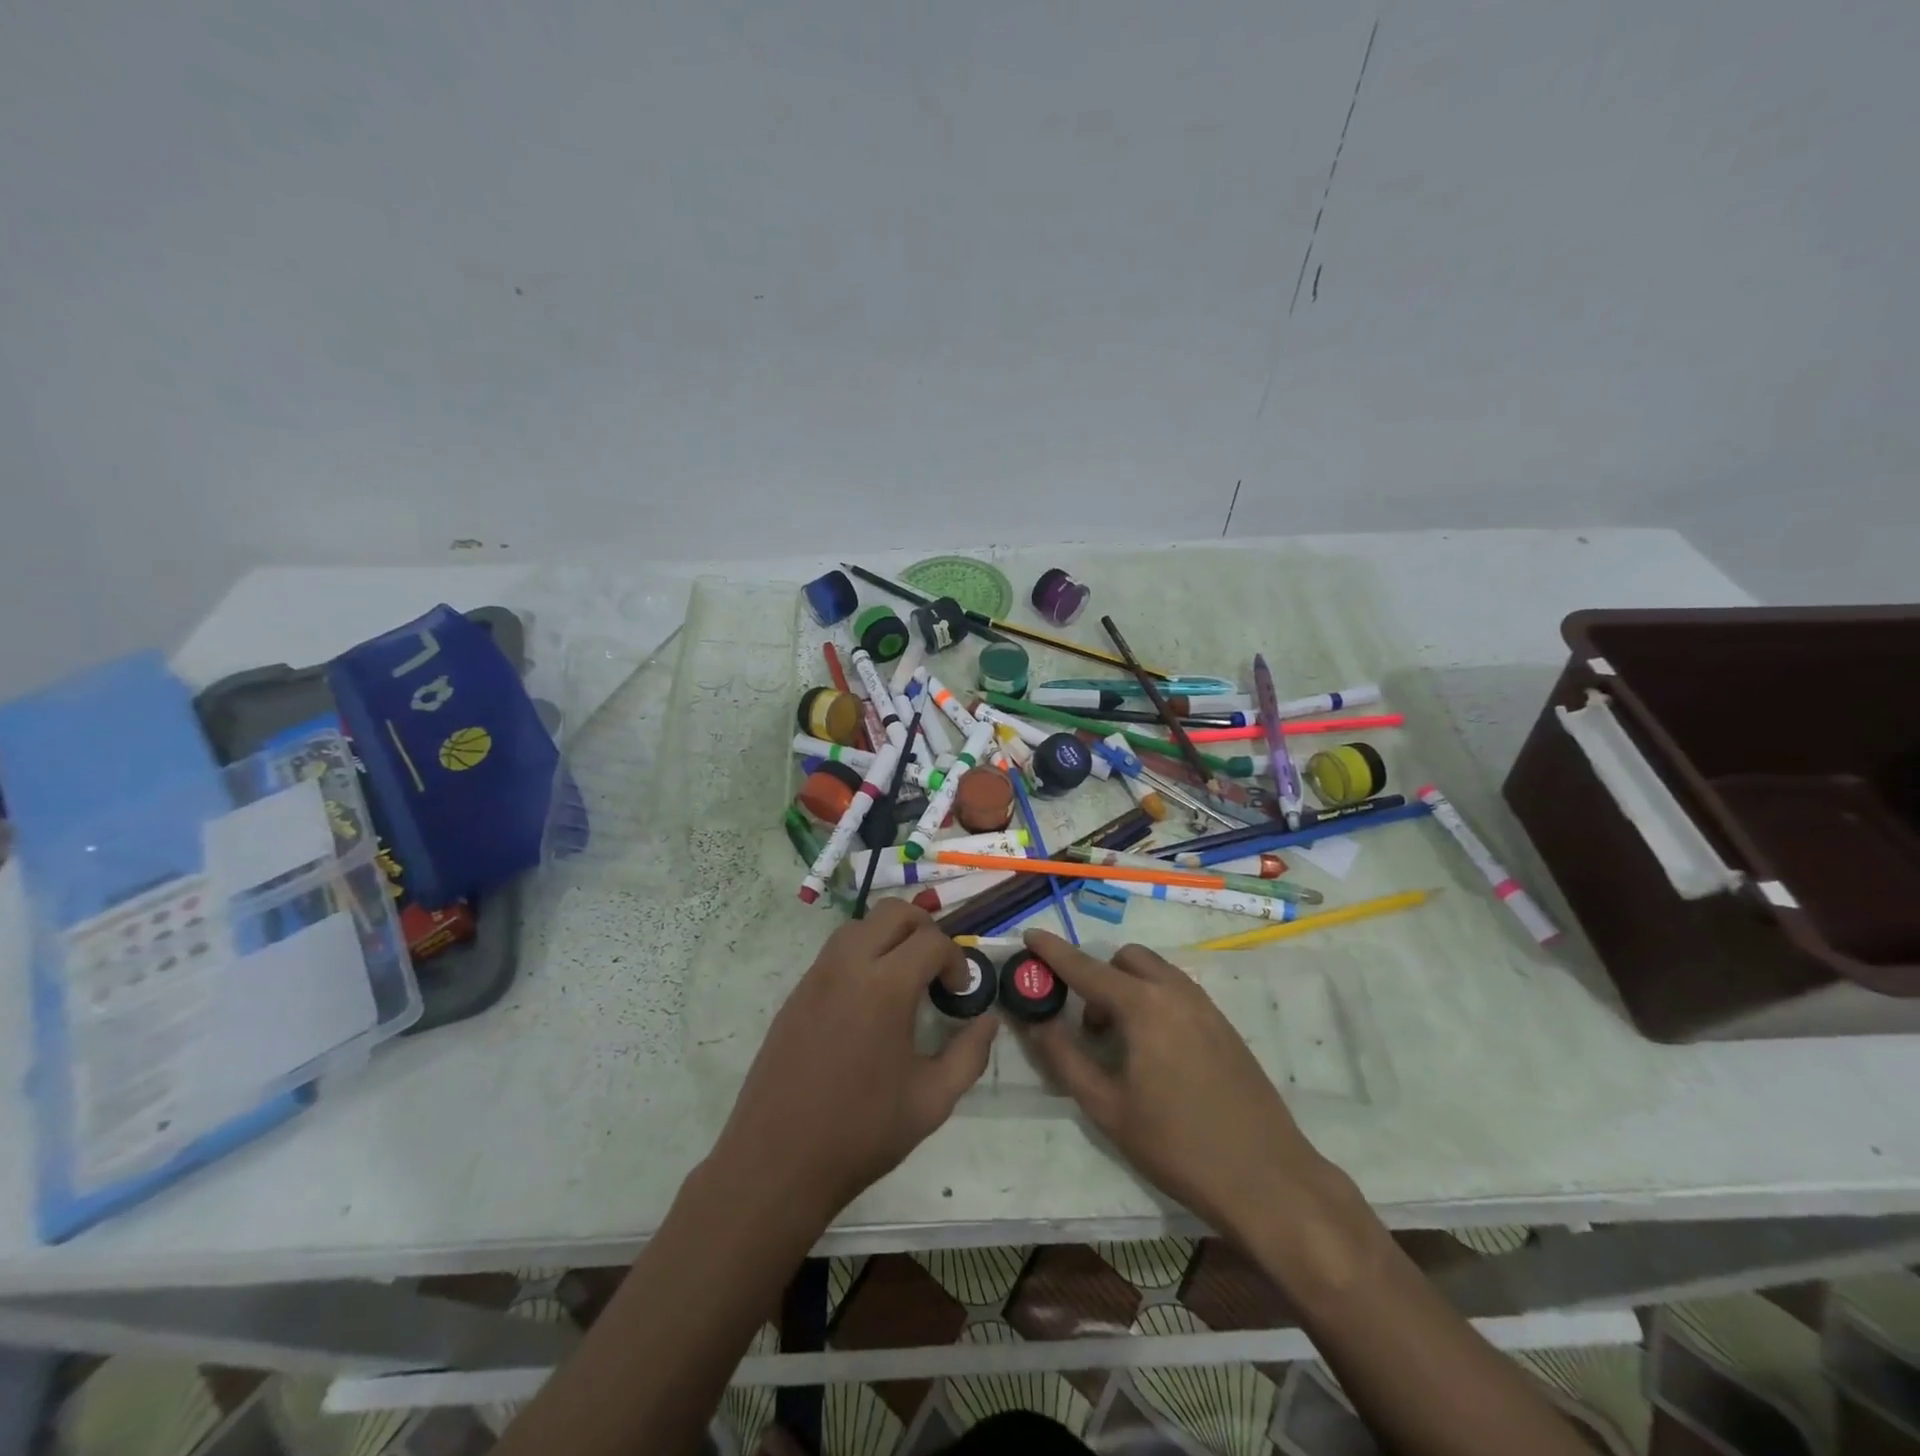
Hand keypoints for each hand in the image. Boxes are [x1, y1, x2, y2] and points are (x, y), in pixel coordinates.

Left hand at [708, 901, 996, 1225]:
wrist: (777, 1162)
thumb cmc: (861, 1132)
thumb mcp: (932, 1100)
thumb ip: (969, 1054)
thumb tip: (987, 1020)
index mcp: (885, 986)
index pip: (932, 940)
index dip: (956, 959)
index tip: (959, 993)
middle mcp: (848, 966)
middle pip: (893, 912)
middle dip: (924, 929)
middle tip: (935, 969)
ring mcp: (816, 976)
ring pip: (859, 924)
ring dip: (889, 937)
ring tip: (902, 980)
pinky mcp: (796, 993)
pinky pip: (835, 951)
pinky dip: (861, 955)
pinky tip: (868, 1002)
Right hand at [1016, 930, 1326, 1240]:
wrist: (1267, 1179)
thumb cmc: (1178, 1145)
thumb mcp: (1108, 1108)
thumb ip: (1065, 1057)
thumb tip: (1035, 1021)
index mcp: (1144, 1006)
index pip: (1086, 968)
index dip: (1054, 952)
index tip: (1030, 936)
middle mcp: (1175, 992)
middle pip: (1125, 960)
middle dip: (1098, 978)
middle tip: (1090, 1027)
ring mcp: (1205, 1006)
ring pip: (1154, 973)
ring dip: (1127, 989)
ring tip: (1122, 1044)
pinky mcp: (1224, 1025)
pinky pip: (1177, 992)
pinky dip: (1154, 1001)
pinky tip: (1156, 1053)